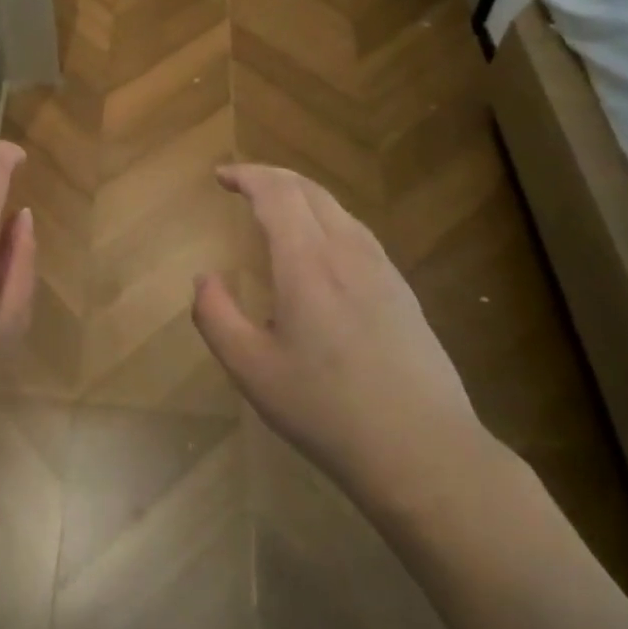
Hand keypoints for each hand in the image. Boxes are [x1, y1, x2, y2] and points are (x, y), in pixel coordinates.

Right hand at [192, 165, 490, 518]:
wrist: (423, 452)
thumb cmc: (326, 411)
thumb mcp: (251, 370)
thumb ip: (215, 316)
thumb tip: (204, 278)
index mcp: (308, 264)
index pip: (276, 194)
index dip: (246, 175)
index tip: (220, 175)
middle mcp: (348, 253)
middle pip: (309, 191)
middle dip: (271, 176)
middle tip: (241, 182)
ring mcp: (382, 270)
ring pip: (338, 209)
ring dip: (301, 194)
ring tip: (274, 205)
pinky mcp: (402, 291)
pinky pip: (357, 232)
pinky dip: (326, 217)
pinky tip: (320, 244)